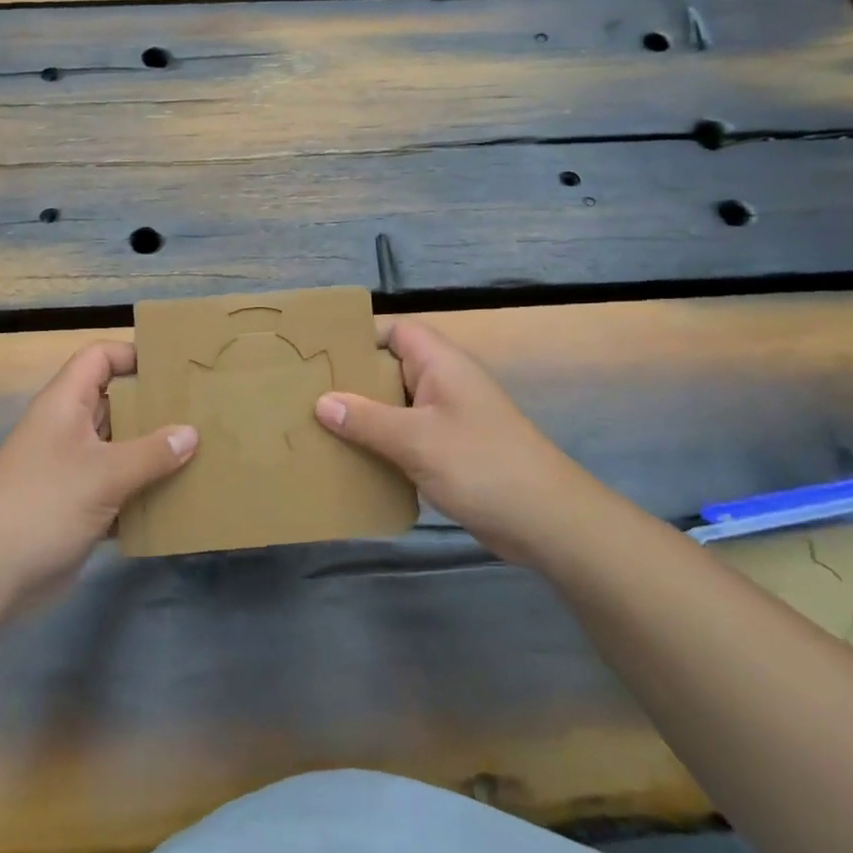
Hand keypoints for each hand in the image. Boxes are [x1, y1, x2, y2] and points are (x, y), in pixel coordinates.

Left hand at [0, 341, 195, 609]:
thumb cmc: (44, 505)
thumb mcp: (104, 474)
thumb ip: (152, 453)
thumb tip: (191, 433)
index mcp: (64, 404)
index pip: (98, 358)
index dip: (132, 354)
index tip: (173, 367)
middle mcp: (67, 429)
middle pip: (114, 402)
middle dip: (153, 407)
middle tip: (199, 411)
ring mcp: (70, 468)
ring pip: (118, 447)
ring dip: (152, 453)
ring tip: (199, 453)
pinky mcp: (75, 505)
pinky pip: (116, 487)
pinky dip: (140, 491)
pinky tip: (175, 499)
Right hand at [314, 318, 587, 555]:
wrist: (546, 522)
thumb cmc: (481, 465)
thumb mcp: (416, 439)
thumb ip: (366, 420)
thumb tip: (321, 402)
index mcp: (440, 364)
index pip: (395, 331)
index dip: (360, 337)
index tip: (320, 354)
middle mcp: (443, 383)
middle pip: (390, 369)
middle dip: (352, 381)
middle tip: (306, 393)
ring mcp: (448, 418)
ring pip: (395, 406)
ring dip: (364, 417)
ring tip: (317, 426)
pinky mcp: (449, 450)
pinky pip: (406, 436)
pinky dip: (381, 444)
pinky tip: (352, 460)